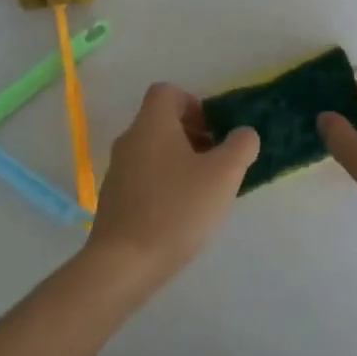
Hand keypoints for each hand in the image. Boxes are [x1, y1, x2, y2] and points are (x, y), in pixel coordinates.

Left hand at [84, 83, 258, 292]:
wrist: (123, 264)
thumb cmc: (176, 209)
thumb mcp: (223, 175)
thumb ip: (240, 146)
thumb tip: (244, 133)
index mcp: (152, 123)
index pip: (167, 91)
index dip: (193, 104)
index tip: (213, 132)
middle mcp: (130, 139)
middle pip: (161, 122)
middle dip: (191, 136)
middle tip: (215, 162)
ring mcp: (117, 170)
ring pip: (152, 151)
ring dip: (178, 161)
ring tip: (201, 192)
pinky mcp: (112, 199)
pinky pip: (142, 177)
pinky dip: (162, 184)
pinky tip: (179, 214)